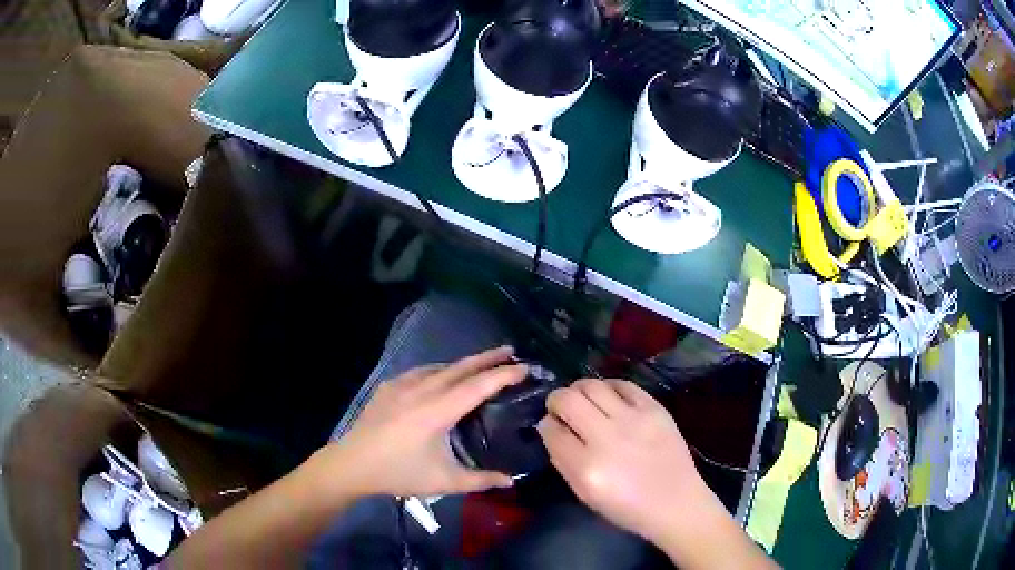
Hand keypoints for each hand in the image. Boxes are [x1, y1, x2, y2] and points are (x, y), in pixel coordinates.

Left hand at [323, 346, 525, 497]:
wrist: (352, 464)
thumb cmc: (399, 473)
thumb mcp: (443, 481)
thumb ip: (480, 480)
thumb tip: (511, 481)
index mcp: (437, 411)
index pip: (477, 386)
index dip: (503, 375)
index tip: (525, 367)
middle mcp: (422, 390)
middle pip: (461, 368)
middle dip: (488, 358)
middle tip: (511, 350)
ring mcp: (402, 385)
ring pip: (440, 367)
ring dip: (464, 363)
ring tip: (482, 363)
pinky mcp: (389, 387)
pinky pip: (421, 372)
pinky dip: (440, 370)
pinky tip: (442, 375)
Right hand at [537, 379, 712, 542]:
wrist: (676, 503)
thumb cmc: (627, 507)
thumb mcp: (585, 495)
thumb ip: (563, 461)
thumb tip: (552, 430)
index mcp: (586, 468)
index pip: (551, 430)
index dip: (546, 424)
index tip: (551, 426)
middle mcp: (607, 438)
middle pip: (568, 399)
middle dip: (556, 399)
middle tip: (560, 407)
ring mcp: (633, 420)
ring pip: (593, 385)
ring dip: (580, 389)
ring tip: (583, 400)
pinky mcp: (654, 409)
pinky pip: (623, 384)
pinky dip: (608, 387)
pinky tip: (608, 397)